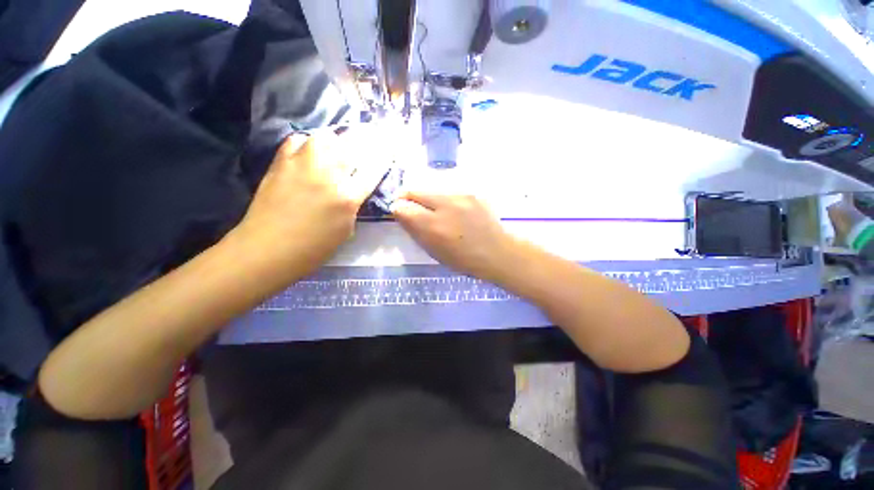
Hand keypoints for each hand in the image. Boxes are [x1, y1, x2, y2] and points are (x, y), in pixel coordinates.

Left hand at [234, 130, 387, 274]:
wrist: (268, 249)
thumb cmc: (313, 248)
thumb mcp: (345, 230)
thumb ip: (352, 205)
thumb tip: (353, 189)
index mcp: (347, 198)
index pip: (371, 171)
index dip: (382, 159)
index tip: (387, 149)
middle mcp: (327, 176)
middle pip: (350, 148)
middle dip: (362, 141)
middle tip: (367, 139)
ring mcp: (302, 167)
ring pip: (324, 138)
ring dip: (335, 140)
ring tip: (336, 146)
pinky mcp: (280, 164)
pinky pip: (296, 141)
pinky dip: (306, 143)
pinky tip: (308, 151)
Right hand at [391, 193, 519, 281]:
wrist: (497, 251)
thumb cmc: (463, 259)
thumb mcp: (434, 251)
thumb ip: (415, 231)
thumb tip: (402, 214)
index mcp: (432, 226)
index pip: (401, 208)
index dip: (397, 209)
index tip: (398, 212)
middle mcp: (444, 205)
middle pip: (413, 191)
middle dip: (406, 197)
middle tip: (409, 204)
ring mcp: (459, 196)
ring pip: (431, 189)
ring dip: (426, 198)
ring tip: (434, 209)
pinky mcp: (471, 192)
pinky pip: (448, 191)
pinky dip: (444, 199)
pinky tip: (453, 209)